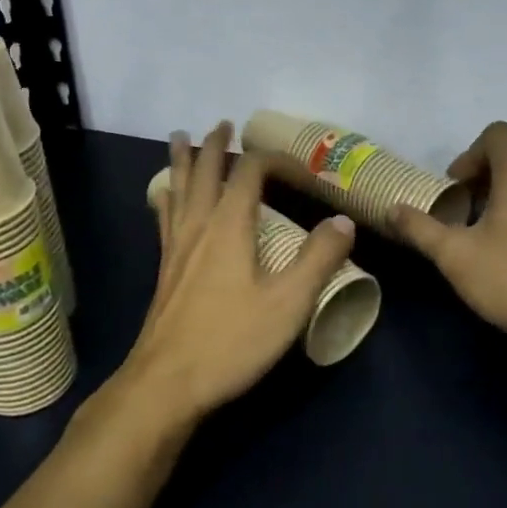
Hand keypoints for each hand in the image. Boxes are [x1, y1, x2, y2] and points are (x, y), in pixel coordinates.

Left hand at [117, 121, 355, 426]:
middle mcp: (199, 227)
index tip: (293, 163)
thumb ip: (318, 260)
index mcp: (229, 227)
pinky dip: (167, 196)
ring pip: (178, 190)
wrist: (166, 383)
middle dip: (215, 146)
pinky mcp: (165, 270)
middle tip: (222, 124)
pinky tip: (163, 199)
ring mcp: (176, 248)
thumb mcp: (288, 303)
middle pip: (205, 173)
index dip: (270, 160)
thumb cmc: (231, 341)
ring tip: (179, 139)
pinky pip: (165, 217)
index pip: (248, 174)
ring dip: (184, 161)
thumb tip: (342, 221)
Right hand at [390, 121, 506, 367]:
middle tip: (454, 212)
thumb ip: (420, 228)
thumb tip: (392, 209)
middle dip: (476, 179)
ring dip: (493, 201)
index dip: (469, 152)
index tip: (453, 186)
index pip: (498, 134)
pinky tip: (498, 257)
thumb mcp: (454, 255)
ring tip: (471, 236)